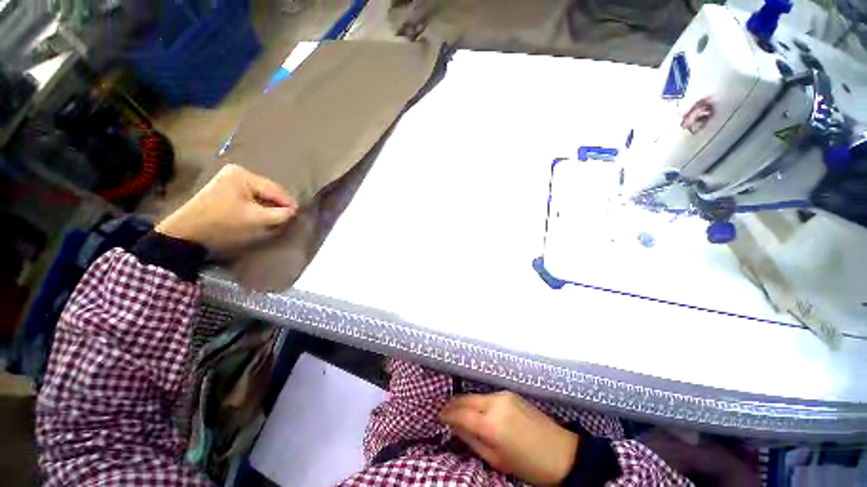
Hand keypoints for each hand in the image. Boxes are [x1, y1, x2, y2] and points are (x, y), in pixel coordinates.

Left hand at [156, 164, 297, 254]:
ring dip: (268, 206)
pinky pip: (250, 196)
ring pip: (260, 194)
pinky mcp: (225, 188)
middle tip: (287, 218)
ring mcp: (229, 179)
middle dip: (278, 205)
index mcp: (244, 175)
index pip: (275, 189)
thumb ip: (280, 214)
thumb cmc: (223, 222)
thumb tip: (293, 211)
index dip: (288, 203)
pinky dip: (258, 206)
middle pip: (268, 190)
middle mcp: (237, 172)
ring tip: (277, 217)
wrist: (187, 231)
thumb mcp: (256, 219)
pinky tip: (261, 214)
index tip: (298, 215)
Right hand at [440, 392, 578, 485]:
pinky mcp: (510, 393)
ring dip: (465, 401)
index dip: (448, 414)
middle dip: (453, 404)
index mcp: (491, 424)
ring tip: (457, 409)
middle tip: (444, 410)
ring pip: (476, 395)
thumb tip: (455, 427)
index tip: (438, 416)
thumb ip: (472, 441)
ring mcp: (504, 395)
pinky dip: (478, 401)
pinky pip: (488, 396)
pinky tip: (476, 408)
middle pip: (466, 399)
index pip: (461, 414)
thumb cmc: (528, 464)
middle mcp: (495, 403)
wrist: (561, 453)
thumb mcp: (496, 460)